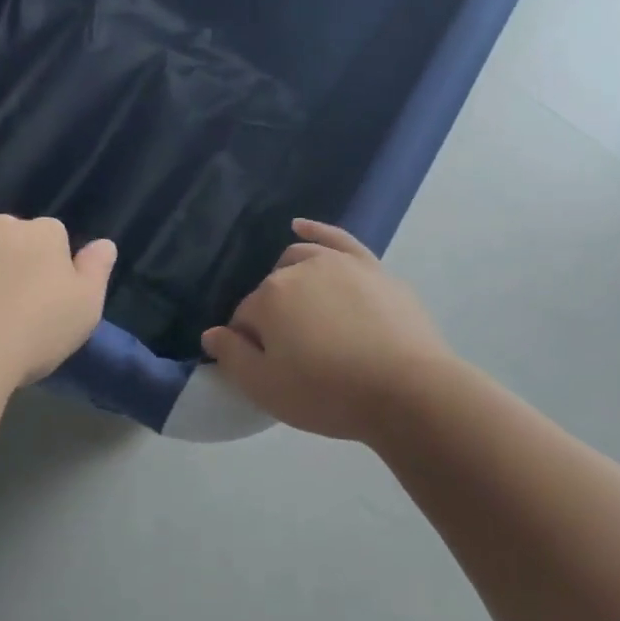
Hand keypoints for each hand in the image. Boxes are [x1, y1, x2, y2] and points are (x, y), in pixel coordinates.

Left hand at [0, 174, 116, 386]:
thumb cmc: (34, 332)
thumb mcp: (85, 308)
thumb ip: (96, 271)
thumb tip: (105, 243)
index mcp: (42, 236)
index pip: (51, 235)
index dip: (48, 262)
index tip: (44, 290)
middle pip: (7, 227)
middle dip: (7, 249)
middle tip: (6, 290)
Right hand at [200, 220, 455, 443]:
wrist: (408, 389)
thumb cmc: (330, 394)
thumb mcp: (267, 389)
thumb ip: (232, 357)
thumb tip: (210, 334)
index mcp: (269, 298)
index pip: (243, 319)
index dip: (250, 347)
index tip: (268, 370)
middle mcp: (299, 270)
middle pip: (271, 290)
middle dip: (271, 316)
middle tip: (291, 353)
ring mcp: (338, 263)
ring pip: (298, 260)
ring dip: (289, 280)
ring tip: (301, 312)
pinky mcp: (371, 267)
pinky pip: (336, 238)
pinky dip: (315, 230)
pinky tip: (300, 226)